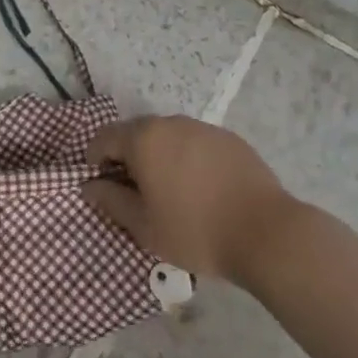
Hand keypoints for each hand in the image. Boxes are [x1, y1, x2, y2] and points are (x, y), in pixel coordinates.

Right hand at [82, 116, 299, 281]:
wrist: (267, 233)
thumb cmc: (196, 231)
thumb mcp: (144, 226)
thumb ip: (110, 201)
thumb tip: (90, 186)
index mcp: (144, 139)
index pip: (104, 138)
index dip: (96, 160)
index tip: (102, 186)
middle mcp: (171, 123)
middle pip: (136, 133)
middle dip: (128, 157)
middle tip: (135, 193)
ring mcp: (203, 128)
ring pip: (168, 137)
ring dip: (159, 157)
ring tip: (170, 193)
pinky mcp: (230, 139)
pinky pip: (196, 144)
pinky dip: (188, 160)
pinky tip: (202, 190)